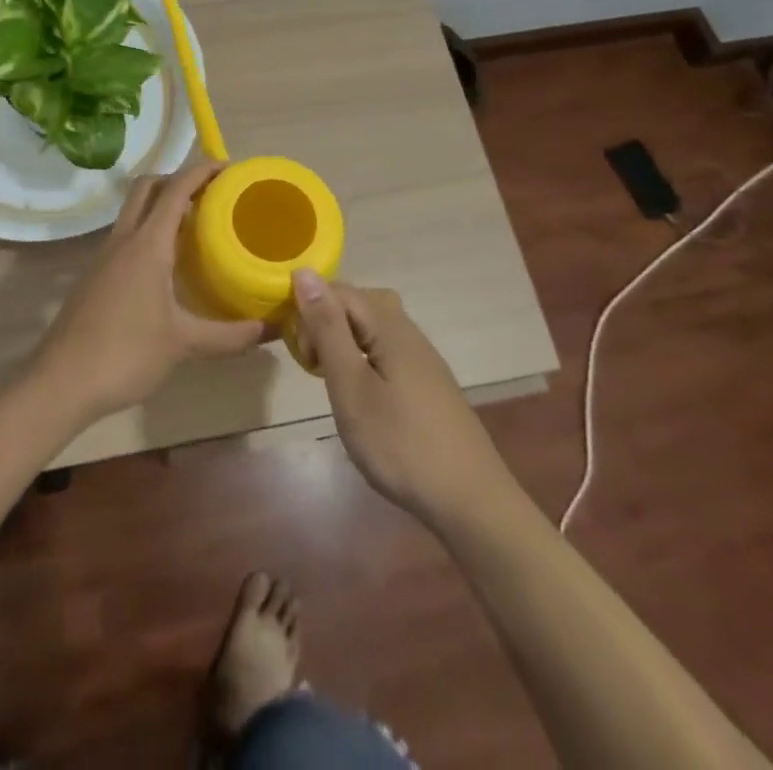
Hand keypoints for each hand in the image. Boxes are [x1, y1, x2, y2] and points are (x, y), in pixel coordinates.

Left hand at [33, 161, 267, 419]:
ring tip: (197, 225)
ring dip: (161, 206)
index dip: (201, 171)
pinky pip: (126, 237)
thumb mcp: (183, 344)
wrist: (61, 382)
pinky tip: (168, 263)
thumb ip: (229, 336)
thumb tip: (270, 329)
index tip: (229, 167)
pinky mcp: (96, 276)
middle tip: (211, 195)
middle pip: (147, 188)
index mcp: (146, 244)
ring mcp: (104, 257)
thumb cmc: (125, 354)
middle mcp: (124, 240)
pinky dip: (149, 232)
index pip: (175, 189)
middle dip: (177, 180)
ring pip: (134, 211)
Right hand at [292, 271, 512, 526]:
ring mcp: (423, 358)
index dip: (311, 312)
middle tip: (314, 366)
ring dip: (344, 341)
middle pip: (359, 303)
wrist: (471, 501)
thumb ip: (327, 328)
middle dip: (326, 323)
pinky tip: (363, 394)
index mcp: (389, 326)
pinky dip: (364, 358)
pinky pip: (387, 349)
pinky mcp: (428, 382)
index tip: (302, 355)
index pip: (339, 291)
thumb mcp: (351, 386)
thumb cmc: (400, 444)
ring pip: (373, 326)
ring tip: (333, 378)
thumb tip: (304, 272)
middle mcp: (409, 332)